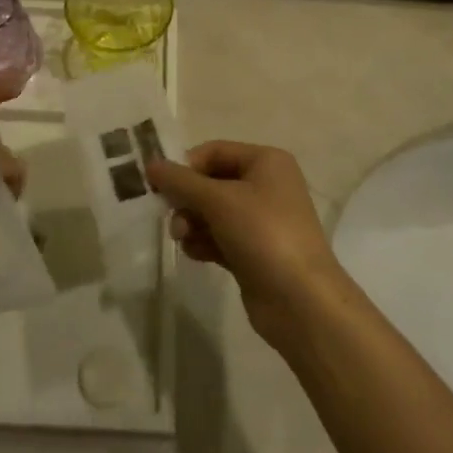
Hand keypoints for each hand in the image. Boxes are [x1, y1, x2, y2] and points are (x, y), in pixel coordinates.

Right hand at [146, 140, 344, 345]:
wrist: (301, 301)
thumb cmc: (263, 234)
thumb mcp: (219, 200)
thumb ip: (181, 181)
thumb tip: (151, 164)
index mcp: (266, 162)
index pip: (215, 151)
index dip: (186, 166)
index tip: (159, 186)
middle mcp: (266, 186)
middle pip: (212, 182)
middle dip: (188, 199)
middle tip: (171, 218)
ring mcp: (262, 221)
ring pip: (214, 212)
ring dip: (192, 222)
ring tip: (182, 239)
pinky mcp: (254, 251)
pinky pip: (220, 237)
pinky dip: (204, 242)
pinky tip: (194, 254)